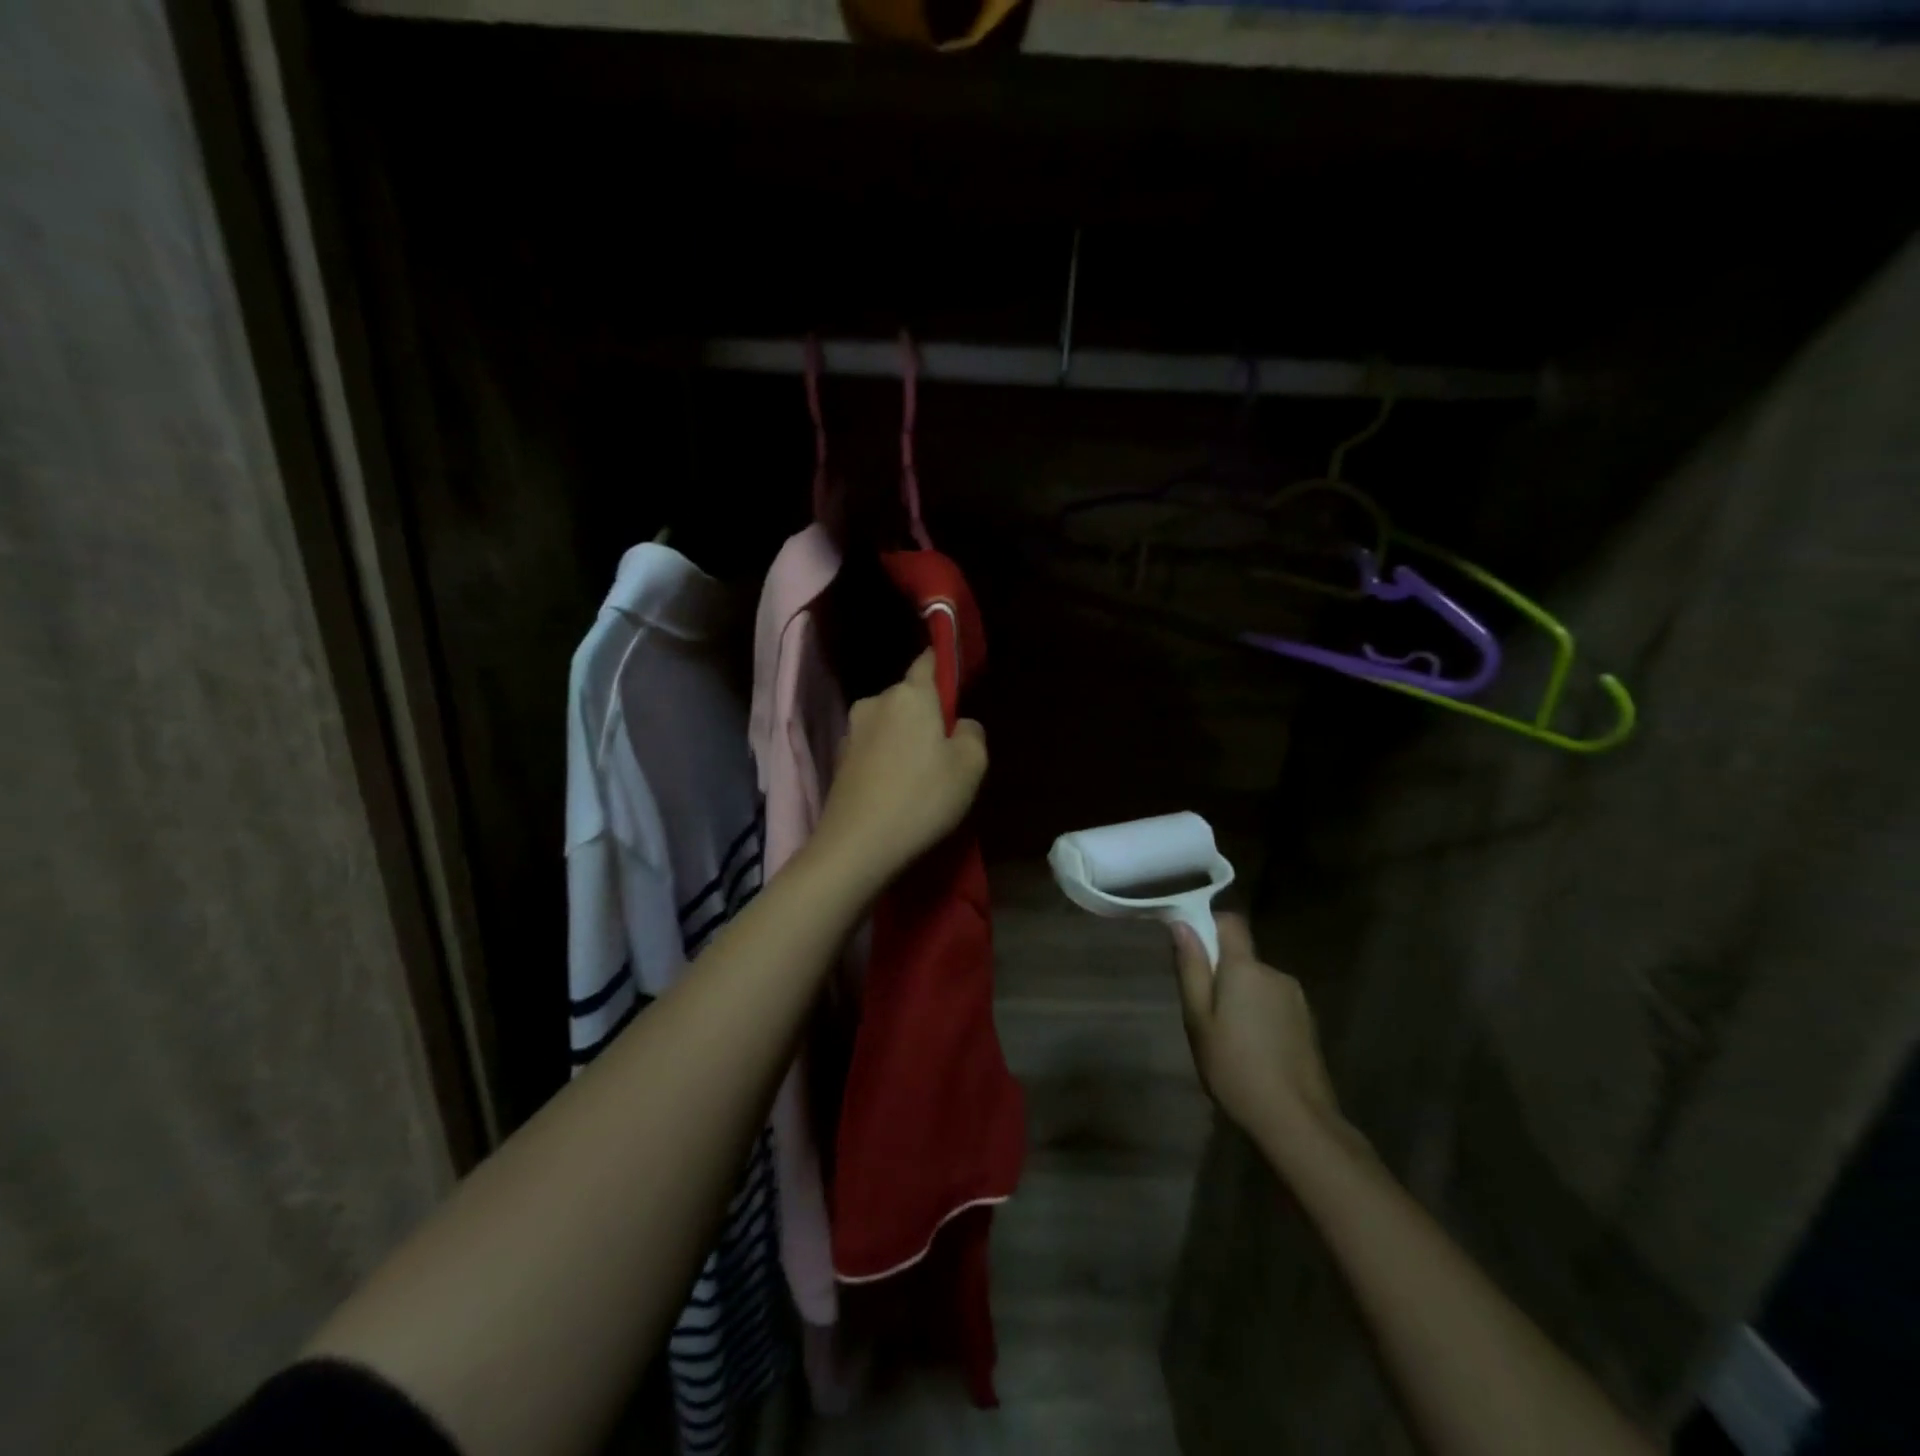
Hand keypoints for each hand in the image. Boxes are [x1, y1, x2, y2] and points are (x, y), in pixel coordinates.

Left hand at [811, 651, 987, 893]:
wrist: (857, 845)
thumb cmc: (922, 797)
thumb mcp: (971, 765)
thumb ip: (973, 733)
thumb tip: (960, 725)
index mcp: (910, 694)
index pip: (927, 661)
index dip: (943, 665)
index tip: (956, 681)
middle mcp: (875, 702)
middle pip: (908, 697)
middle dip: (926, 714)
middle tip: (946, 750)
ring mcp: (852, 731)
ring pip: (889, 724)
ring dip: (904, 740)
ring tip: (919, 777)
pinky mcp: (838, 760)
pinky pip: (873, 749)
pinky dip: (886, 760)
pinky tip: (895, 790)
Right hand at [1171, 914, 1345, 1155]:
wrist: (1296, 1121)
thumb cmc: (1234, 1067)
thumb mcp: (1198, 1019)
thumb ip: (1191, 969)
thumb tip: (1181, 924)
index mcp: (1245, 968)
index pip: (1230, 922)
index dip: (1209, 924)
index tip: (1190, 947)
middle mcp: (1274, 973)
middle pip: (1241, 956)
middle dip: (1220, 972)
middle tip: (1202, 1011)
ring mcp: (1296, 998)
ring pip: (1257, 982)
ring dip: (1240, 996)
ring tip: (1226, 1037)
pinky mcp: (1307, 1022)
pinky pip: (1273, 1003)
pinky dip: (1259, 1015)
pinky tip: (1252, 1050)